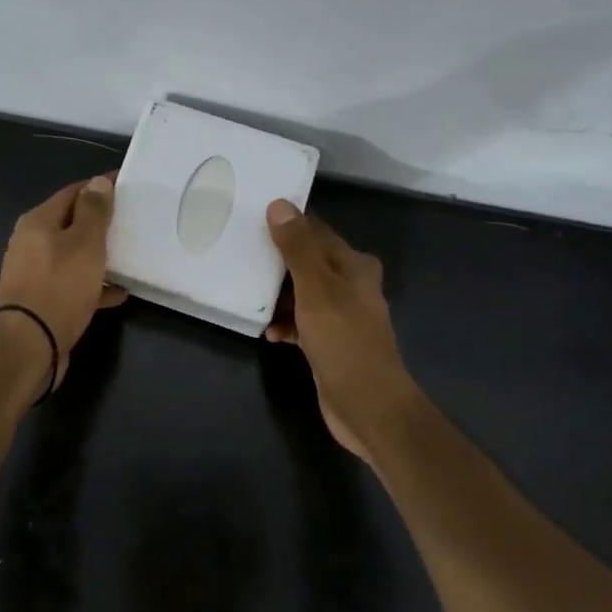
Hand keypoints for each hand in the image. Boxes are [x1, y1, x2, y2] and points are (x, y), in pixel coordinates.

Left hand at [0, 176, 127, 388]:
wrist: (29, 346)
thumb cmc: (59, 286)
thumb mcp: (84, 243)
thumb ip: (94, 211)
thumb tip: (97, 182)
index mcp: (37, 222)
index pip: (73, 193)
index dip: (99, 187)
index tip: (127, 186)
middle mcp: (31, 244)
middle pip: (70, 224)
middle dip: (100, 223)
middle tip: (131, 221)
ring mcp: (34, 274)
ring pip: (72, 256)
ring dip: (98, 256)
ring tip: (129, 257)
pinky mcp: (41, 301)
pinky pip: (72, 285)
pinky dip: (94, 286)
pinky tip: (118, 293)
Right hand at [264, 200, 417, 461]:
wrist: (369, 407)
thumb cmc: (344, 341)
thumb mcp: (316, 289)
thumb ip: (297, 248)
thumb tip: (279, 204)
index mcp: (353, 264)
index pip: (316, 230)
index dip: (287, 223)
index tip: (253, 216)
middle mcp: (351, 284)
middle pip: (307, 261)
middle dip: (277, 260)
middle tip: (242, 254)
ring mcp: (341, 314)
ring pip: (302, 292)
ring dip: (278, 294)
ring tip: (249, 293)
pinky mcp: (330, 341)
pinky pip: (302, 322)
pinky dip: (286, 323)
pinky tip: (269, 333)